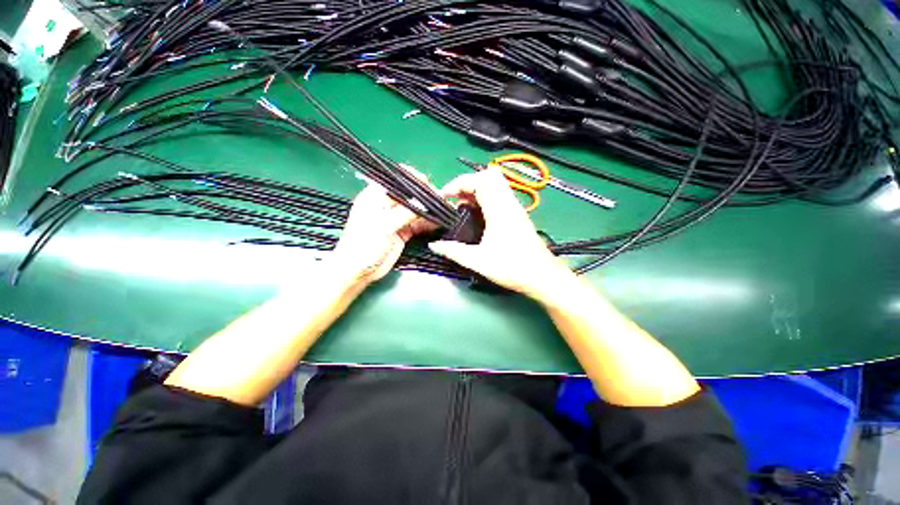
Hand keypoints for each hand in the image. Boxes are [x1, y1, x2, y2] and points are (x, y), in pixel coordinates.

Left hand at [331, 182, 434, 286]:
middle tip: (441, 199)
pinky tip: (438, 223)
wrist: (358, 272)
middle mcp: (386, 205)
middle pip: (409, 195)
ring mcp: (395, 219)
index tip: (428, 183)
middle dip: (424, 196)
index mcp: (375, 197)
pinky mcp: (402, 232)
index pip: (396, 181)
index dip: (412, 180)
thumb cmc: (363, 246)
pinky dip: (427, 224)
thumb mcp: (382, 226)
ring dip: (428, 211)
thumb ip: (404, 213)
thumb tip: (424, 203)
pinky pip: (417, 224)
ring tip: (443, 210)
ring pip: (415, 210)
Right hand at [429, 168, 573, 298]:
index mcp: (500, 210)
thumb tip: (434, 245)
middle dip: (468, 183)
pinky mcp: (518, 215)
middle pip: (490, 176)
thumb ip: (454, 251)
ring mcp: (516, 208)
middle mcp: (509, 204)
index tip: (445, 195)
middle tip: (455, 199)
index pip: (480, 180)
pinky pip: (500, 196)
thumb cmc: (512, 268)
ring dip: (476, 190)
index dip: (459, 183)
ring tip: (462, 208)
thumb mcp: (478, 261)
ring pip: (496, 185)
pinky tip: (477, 217)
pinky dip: (485, 198)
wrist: (543, 277)